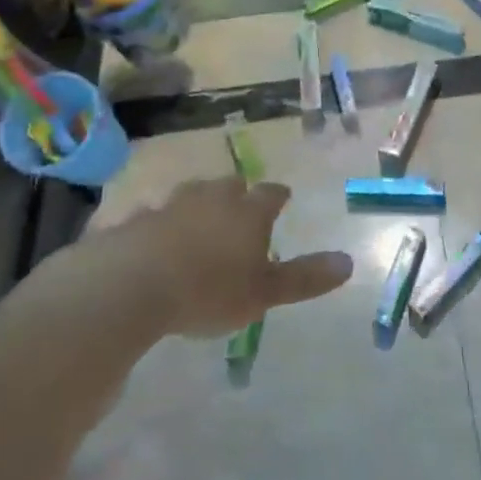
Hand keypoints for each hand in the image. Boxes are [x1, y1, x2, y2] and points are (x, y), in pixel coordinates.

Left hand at [109, 177, 350, 336]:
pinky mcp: (135, 220)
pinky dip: (158, 225)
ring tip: (199, 220)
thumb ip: (304, 278)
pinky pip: (152, 217)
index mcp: (247, 212)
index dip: (278, 196)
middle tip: (240, 206)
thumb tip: (349, 262)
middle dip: (237, 194)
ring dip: (197, 204)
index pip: (271, 194)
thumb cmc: (209, 290)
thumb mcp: (264, 293)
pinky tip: (154, 240)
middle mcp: (211, 198)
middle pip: (229, 186)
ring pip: (190, 196)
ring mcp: (170, 205)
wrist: (131, 285)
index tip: (283, 198)